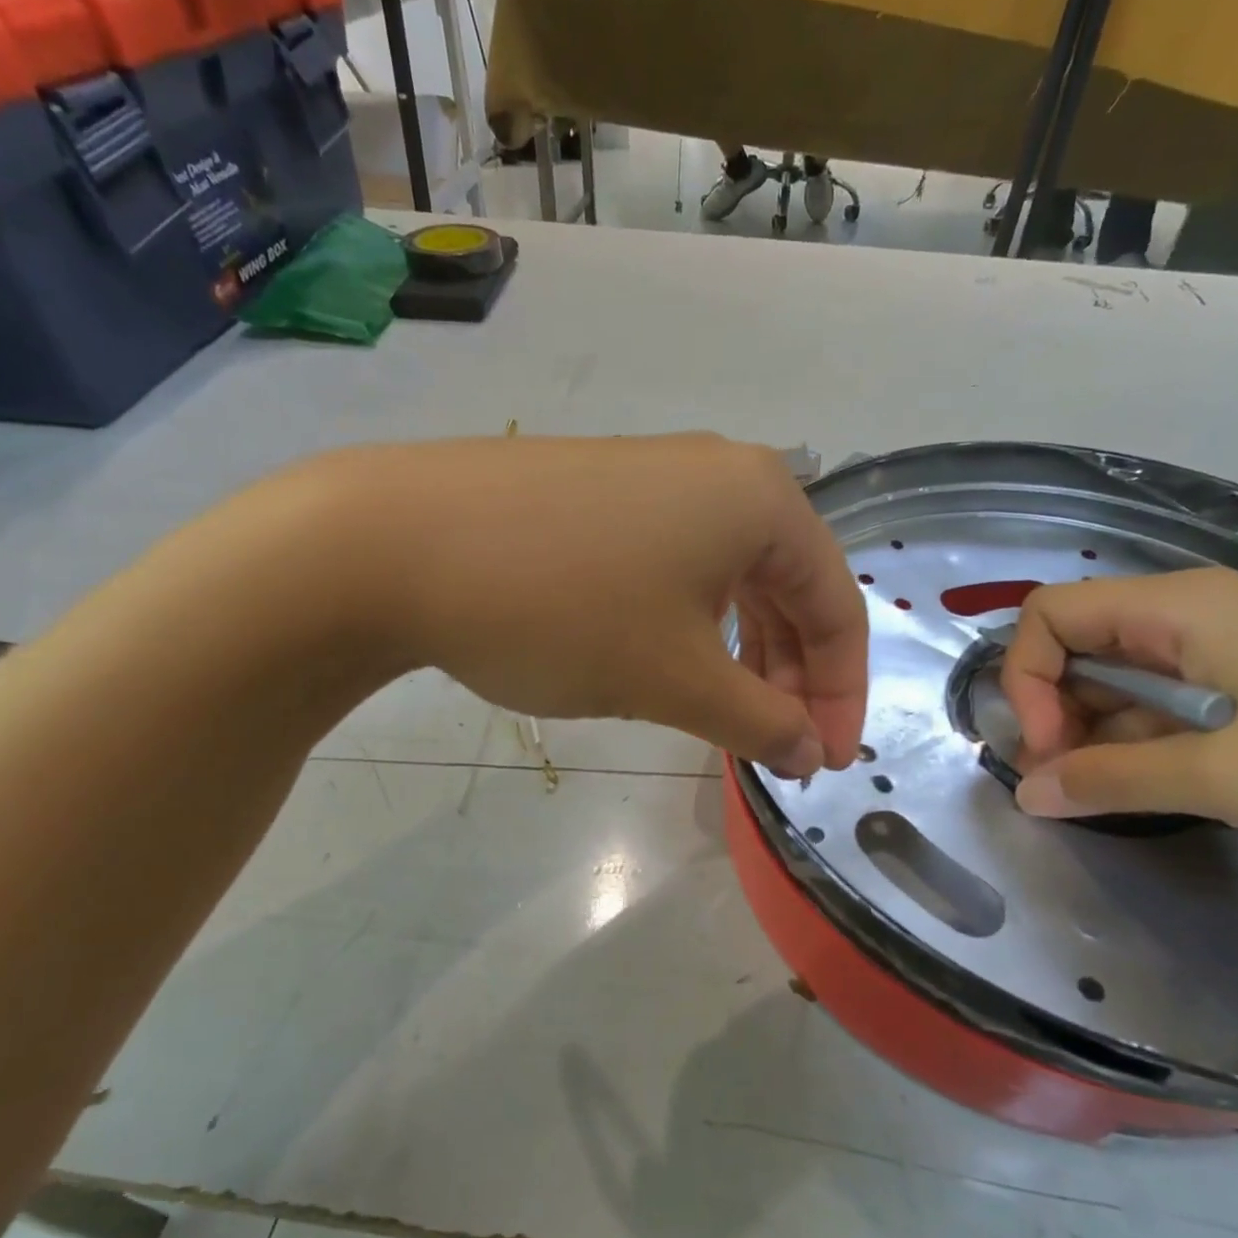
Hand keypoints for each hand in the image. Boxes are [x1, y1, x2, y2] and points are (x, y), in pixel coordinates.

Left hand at [301, 434, 867, 773]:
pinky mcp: (602, 494)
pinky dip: (694, 625)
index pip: (837, 606)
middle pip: (788, 588)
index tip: (825, 763)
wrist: (394, 544)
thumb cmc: (563, 610)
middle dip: (793, 675)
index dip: (842, 694)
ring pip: (731, 579)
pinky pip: (678, 566)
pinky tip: (672, 661)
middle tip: (779, 744)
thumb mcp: (676, 680)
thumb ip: (760, 721)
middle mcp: (719, 474)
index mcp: (762, 501)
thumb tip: (810, 753)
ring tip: (730, 715)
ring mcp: (655, 477)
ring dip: (744, 654)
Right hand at [1000, 568, 1237, 881]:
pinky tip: (1135, 788)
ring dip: (1092, 730)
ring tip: (1089, 793)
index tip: (1045, 748)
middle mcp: (1200, 619)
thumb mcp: (1233, 775)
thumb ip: (1115, 779)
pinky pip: (1172, 708)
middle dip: (1052, 706)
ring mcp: (1237, 658)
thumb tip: (1026, 793)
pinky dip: (1139, 744)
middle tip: (1059, 779)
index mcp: (1184, 609)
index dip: (1028, 677)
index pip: (1053, 614)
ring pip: (1126, 679)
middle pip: (1083, 643)